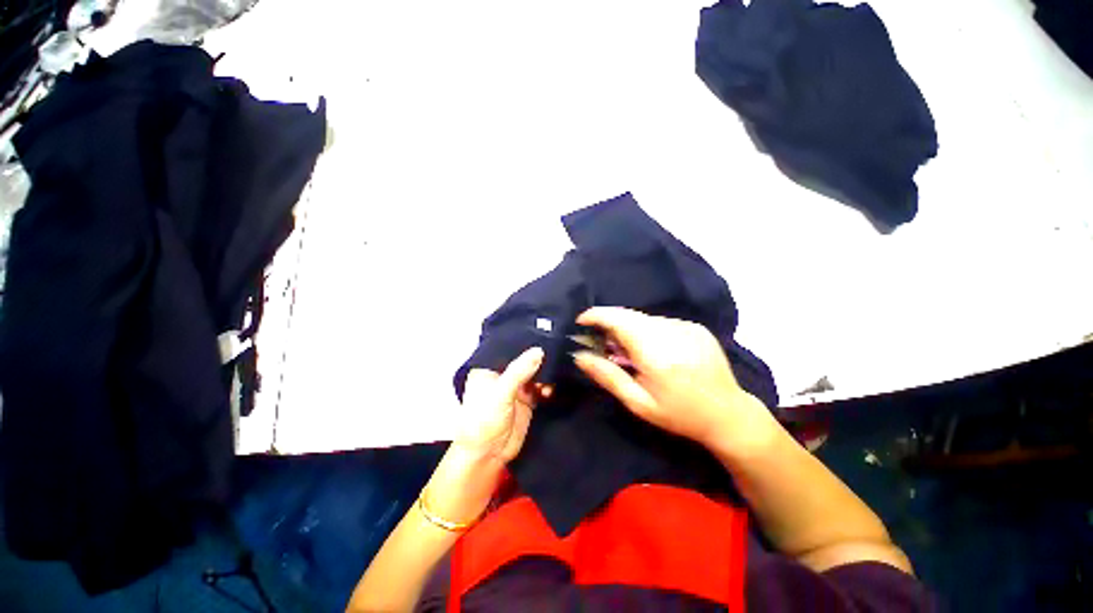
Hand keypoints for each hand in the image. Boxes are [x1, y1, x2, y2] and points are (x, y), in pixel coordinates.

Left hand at [452, 347, 551, 464]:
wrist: (488, 455)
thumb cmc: (483, 420)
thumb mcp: (500, 393)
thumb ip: (519, 371)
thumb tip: (539, 351)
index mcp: (489, 367)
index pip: (509, 348)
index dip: (525, 342)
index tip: (544, 334)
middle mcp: (503, 374)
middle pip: (524, 359)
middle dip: (539, 357)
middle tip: (556, 352)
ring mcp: (516, 387)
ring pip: (535, 372)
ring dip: (545, 373)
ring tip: (553, 375)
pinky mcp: (528, 399)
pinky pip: (541, 387)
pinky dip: (548, 386)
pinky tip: (551, 389)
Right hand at [573, 307, 776, 452]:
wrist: (729, 414)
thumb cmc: (679, 414)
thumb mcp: (638, 402)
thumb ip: (607, 375)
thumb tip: (578, 355)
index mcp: (655, 353)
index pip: (618, 320)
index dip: (596, 315)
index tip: (580, 321)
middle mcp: (671, 332)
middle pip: (629, 315)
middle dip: (609, 323)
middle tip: (601, 342)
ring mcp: (686, 326)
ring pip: (644, 318)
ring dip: (629, 329)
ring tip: (629, 352)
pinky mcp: (695, 327)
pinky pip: (661, 322)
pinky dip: (648, 331)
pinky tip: (653, 351)